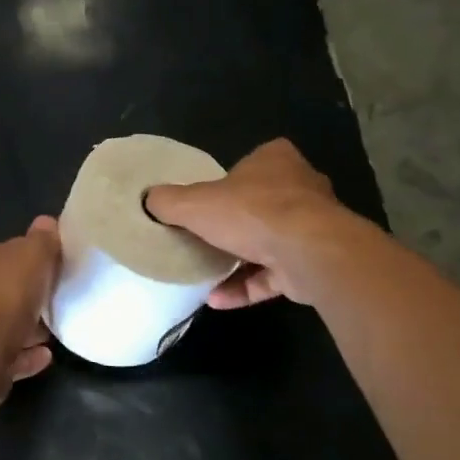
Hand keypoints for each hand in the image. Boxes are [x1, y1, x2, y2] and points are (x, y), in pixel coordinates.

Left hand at [0, 216, 60, 401]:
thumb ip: (41, 240)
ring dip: (27, 329)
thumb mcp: (32, 254)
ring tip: (53, 332)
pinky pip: (6, 356)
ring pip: (1, 326)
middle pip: (0, 290)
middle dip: (26, 297)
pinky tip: (45, 356)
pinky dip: (25, 355)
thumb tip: (47, 223)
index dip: (24, 259)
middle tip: (54, 301)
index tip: (48, 269)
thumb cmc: (3, 293)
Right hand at [143, 139, 342, 306]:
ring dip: (238, 261)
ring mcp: (311, 228)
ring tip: (205, 274)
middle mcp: (300, 188)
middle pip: (261, 204)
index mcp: (275, 160)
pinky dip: (246, 287)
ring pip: (269, 243)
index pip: (250, 164)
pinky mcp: (312, 263)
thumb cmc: (252, 213)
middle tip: (204, 237)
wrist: (308, 252)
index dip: (227, 181)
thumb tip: (148, 199)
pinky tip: (216, 300)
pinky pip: (273, 275)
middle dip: (236, 222)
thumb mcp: (196, 203)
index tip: (205, 202)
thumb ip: (169, 201)